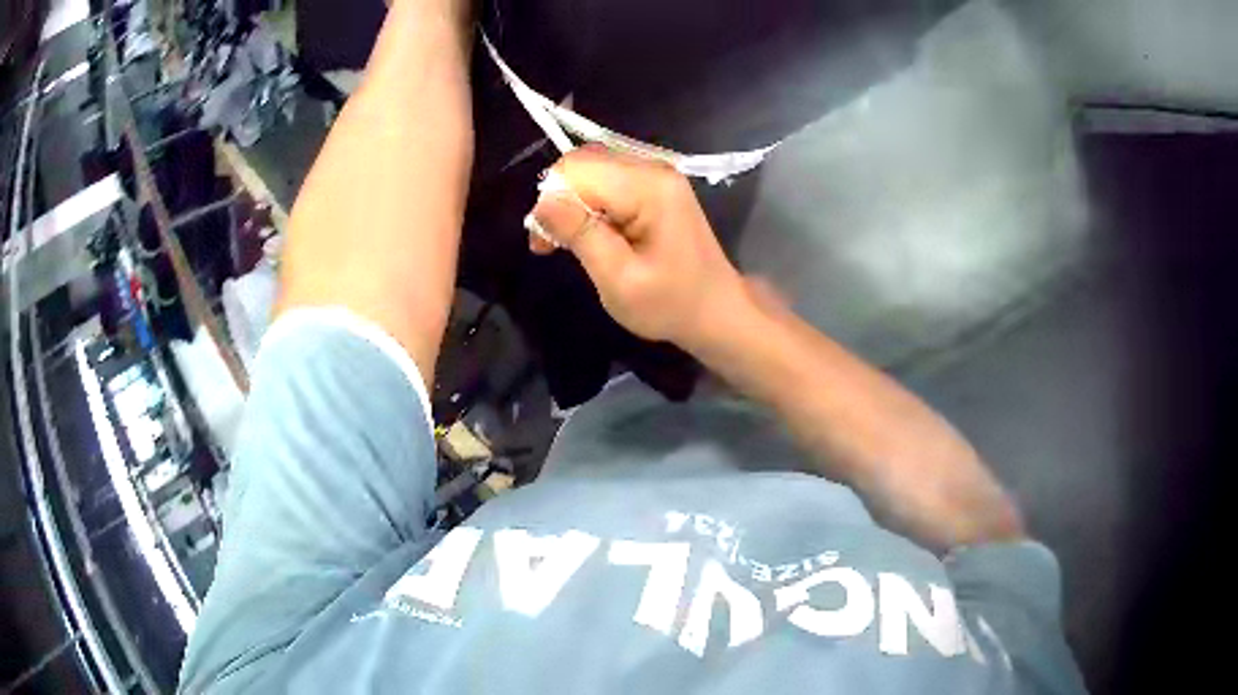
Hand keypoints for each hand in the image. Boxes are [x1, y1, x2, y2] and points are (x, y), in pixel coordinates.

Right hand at [527, 147, 748, 350]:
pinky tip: (589, 233)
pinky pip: (607, 181)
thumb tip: (542, 202)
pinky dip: (589, 204)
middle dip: (558, 199)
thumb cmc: (670, 304)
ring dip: (571, 203)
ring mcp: (656, 174)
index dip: (551, 200)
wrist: (717, 311)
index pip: (577, 169)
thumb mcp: (619, 279)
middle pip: (583, 162)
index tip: (544, 243)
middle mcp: (653, 168)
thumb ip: (581, 235)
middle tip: (551, 245)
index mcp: (648, 187)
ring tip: (567, 243)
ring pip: (591, 169)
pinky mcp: (654, 186)